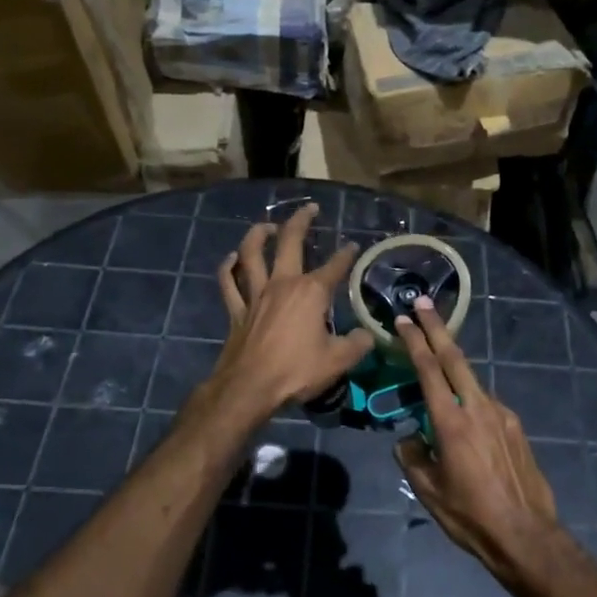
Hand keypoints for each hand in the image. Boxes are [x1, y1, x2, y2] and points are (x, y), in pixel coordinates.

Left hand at [208, 204, 373, 419]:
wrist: (249, 388)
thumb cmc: (296, 371)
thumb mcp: (338, 360)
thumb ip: (357, 344)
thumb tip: (368, 335)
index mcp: (311, 293)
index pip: (334, 267)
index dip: (346, 255)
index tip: (353, 247)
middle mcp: (282, 284)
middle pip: (289, 242)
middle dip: (301, 221)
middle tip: (310, 209)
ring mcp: (255, 294)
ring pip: (252, 253)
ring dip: (258, 234)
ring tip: (268, 226)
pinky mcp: (236, 310)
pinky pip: (228, 282)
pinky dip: (229, 267)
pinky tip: (232, 258)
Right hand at [394, 300, 560, 587]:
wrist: (526, 534)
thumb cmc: (470, 515)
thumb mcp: (428, 490)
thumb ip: (413, 456)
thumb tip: (410, 438)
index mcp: (451, 422)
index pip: (429, 370)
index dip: (414, 341)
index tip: (403, 319)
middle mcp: (478, 408)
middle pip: (455, 357)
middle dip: (436, 328)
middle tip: (422, 303)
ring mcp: (502, 414)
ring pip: (472, 380)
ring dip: (453, 364)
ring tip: (437, 361)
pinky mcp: (516, 427)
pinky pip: (487, 403)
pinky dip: (470, 397)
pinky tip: (464, 416)